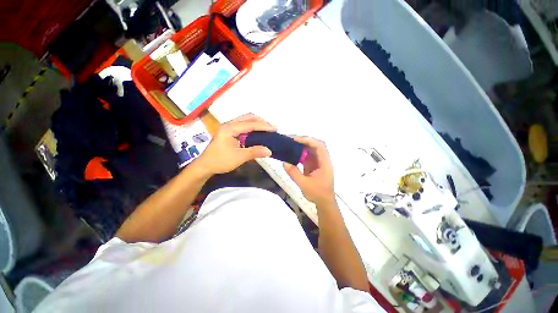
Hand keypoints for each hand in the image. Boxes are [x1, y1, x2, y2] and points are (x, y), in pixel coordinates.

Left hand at [197, 113, 274, 174]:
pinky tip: (257, 133)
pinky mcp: (229, 132)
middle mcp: (229, 124)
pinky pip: (243, 125)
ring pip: (245, 120)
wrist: (205, 166)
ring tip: (267, 129)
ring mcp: (228, 127)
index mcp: (230, 128)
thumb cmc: (220, 161)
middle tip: (271, 128)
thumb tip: (269, 151)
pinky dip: (252, 127)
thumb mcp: (239, 157)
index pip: (250, 124)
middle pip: (248, 117)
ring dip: (257, 123)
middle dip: (261, 121)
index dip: (263, 126)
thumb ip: (254, 152)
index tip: (275, 128)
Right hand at [283, 137, 334, 205]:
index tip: (295, 139)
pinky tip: (292, 152)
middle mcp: (323, 160)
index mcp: (325, 163)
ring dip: (301, 145)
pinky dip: (300, 152)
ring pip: (311, 149)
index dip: (308, 140)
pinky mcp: (314, 165)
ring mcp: (319, 162)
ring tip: (290, 143)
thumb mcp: (304, 184)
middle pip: (315, 144)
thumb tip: (284, 162)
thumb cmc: (317, 194)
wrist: (324, 202)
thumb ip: (294, 173)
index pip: (319, 146)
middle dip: (304, 140)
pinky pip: (308, 155)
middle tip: (290, 139)